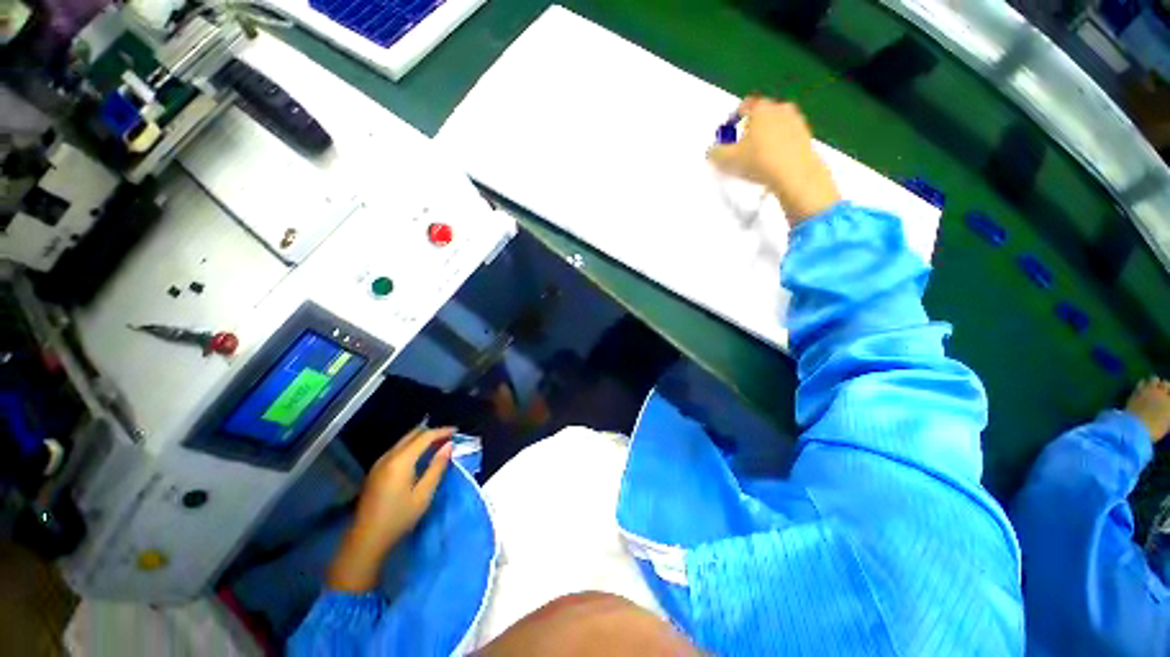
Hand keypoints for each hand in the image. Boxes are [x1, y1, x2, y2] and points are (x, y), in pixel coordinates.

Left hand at [327, 427, 453, 591]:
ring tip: (438, 445)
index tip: (456, 431)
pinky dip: (412, 447)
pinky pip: (398, 449)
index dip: (442, 431)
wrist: (366, 540)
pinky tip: (420, 456)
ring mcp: (379, 463)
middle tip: (448, 437)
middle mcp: (388, 456)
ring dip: (421, 439)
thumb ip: (437, 467)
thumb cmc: (399, 518)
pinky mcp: (376, 470)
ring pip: (404, 441)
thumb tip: (449, 446)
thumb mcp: (424, 494)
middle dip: (432, 433)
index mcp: (401, 461)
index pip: (425, 436)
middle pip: (412, 435)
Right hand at [708, 97, 841, 223]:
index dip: (733, 121)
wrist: (794, 174)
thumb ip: (715, 153)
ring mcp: (796, 120)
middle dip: (750, 128)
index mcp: (760, 108)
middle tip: (741, 147)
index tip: (729, 136)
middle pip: (761, 115)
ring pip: (775, 125)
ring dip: (766, 136)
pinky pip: (787, 137)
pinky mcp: (806, 136)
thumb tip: (711, 151)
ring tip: (757, 157)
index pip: (743, 107)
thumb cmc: (758, 161)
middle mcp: (780, 108)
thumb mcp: (727, 160)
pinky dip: (779, 145)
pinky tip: (772, 161)